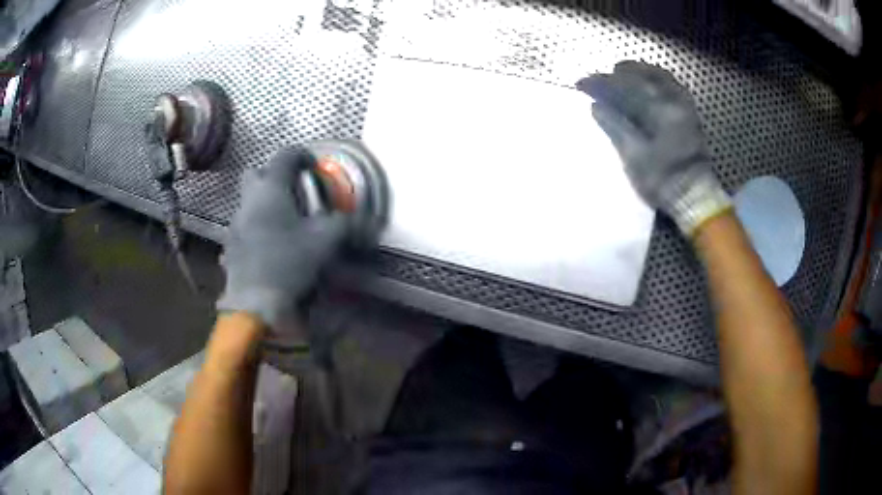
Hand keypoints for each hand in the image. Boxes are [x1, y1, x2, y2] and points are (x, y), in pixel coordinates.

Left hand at [217, 147, 345, 328]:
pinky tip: (267, 248)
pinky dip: (255, 229)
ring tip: (282, 223)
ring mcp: (235, 225)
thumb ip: (344, 224)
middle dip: (273, 176)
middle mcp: (248, 201)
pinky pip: (242, 228)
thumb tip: (363, 220)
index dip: (302, 155)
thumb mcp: (325, 242)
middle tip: (292, 192)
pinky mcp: (230, 247)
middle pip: (256, 174)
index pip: (285, 157)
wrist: (255, 304)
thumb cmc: (289, 263)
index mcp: (271, 190)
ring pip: (247, 202)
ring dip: (263, 204)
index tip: (313, 166)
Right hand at [578, 61, 730, 235]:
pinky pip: (670, 85)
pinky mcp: (689, 113)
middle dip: (617, 74)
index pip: (623, 88)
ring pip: (657, 76)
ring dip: (637, 71)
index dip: (600, 83)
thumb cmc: (663, 180)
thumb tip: (596, 106)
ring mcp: (683, 105)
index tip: (581, 84)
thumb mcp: (635, 157)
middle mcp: (672, 101)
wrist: (695, 196)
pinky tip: (647, 82)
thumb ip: (615, 127)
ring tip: (620, 73)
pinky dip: (655, 79)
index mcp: (658, 110)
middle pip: (640, 76)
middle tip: (598, 78)